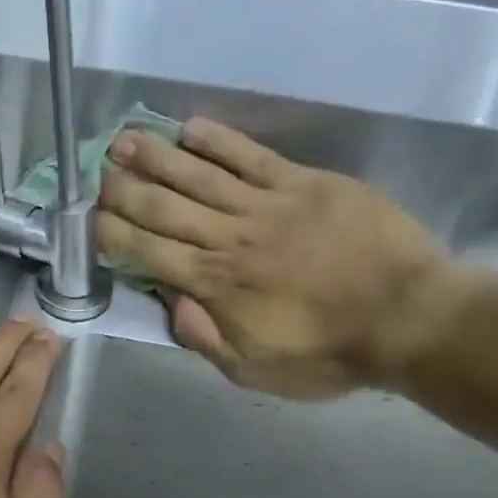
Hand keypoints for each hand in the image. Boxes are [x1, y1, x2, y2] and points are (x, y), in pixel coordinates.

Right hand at [98, 119, 459, 398]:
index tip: (89, 222)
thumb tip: (170, 302)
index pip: (149, 253)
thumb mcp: (254, 370)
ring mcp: (268, 204)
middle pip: (165, 208)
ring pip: (200, 175)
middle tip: (94, 174)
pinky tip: (190, 128)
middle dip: (124, 191)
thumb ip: (206, 338)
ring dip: (157, 157)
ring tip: (124, 140)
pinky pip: (252, 155)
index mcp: (216, 285)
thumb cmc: (328, 354)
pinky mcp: (304, 182)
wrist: (408, 316)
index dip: (114, 235)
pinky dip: (219, 141)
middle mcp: (231, 238)